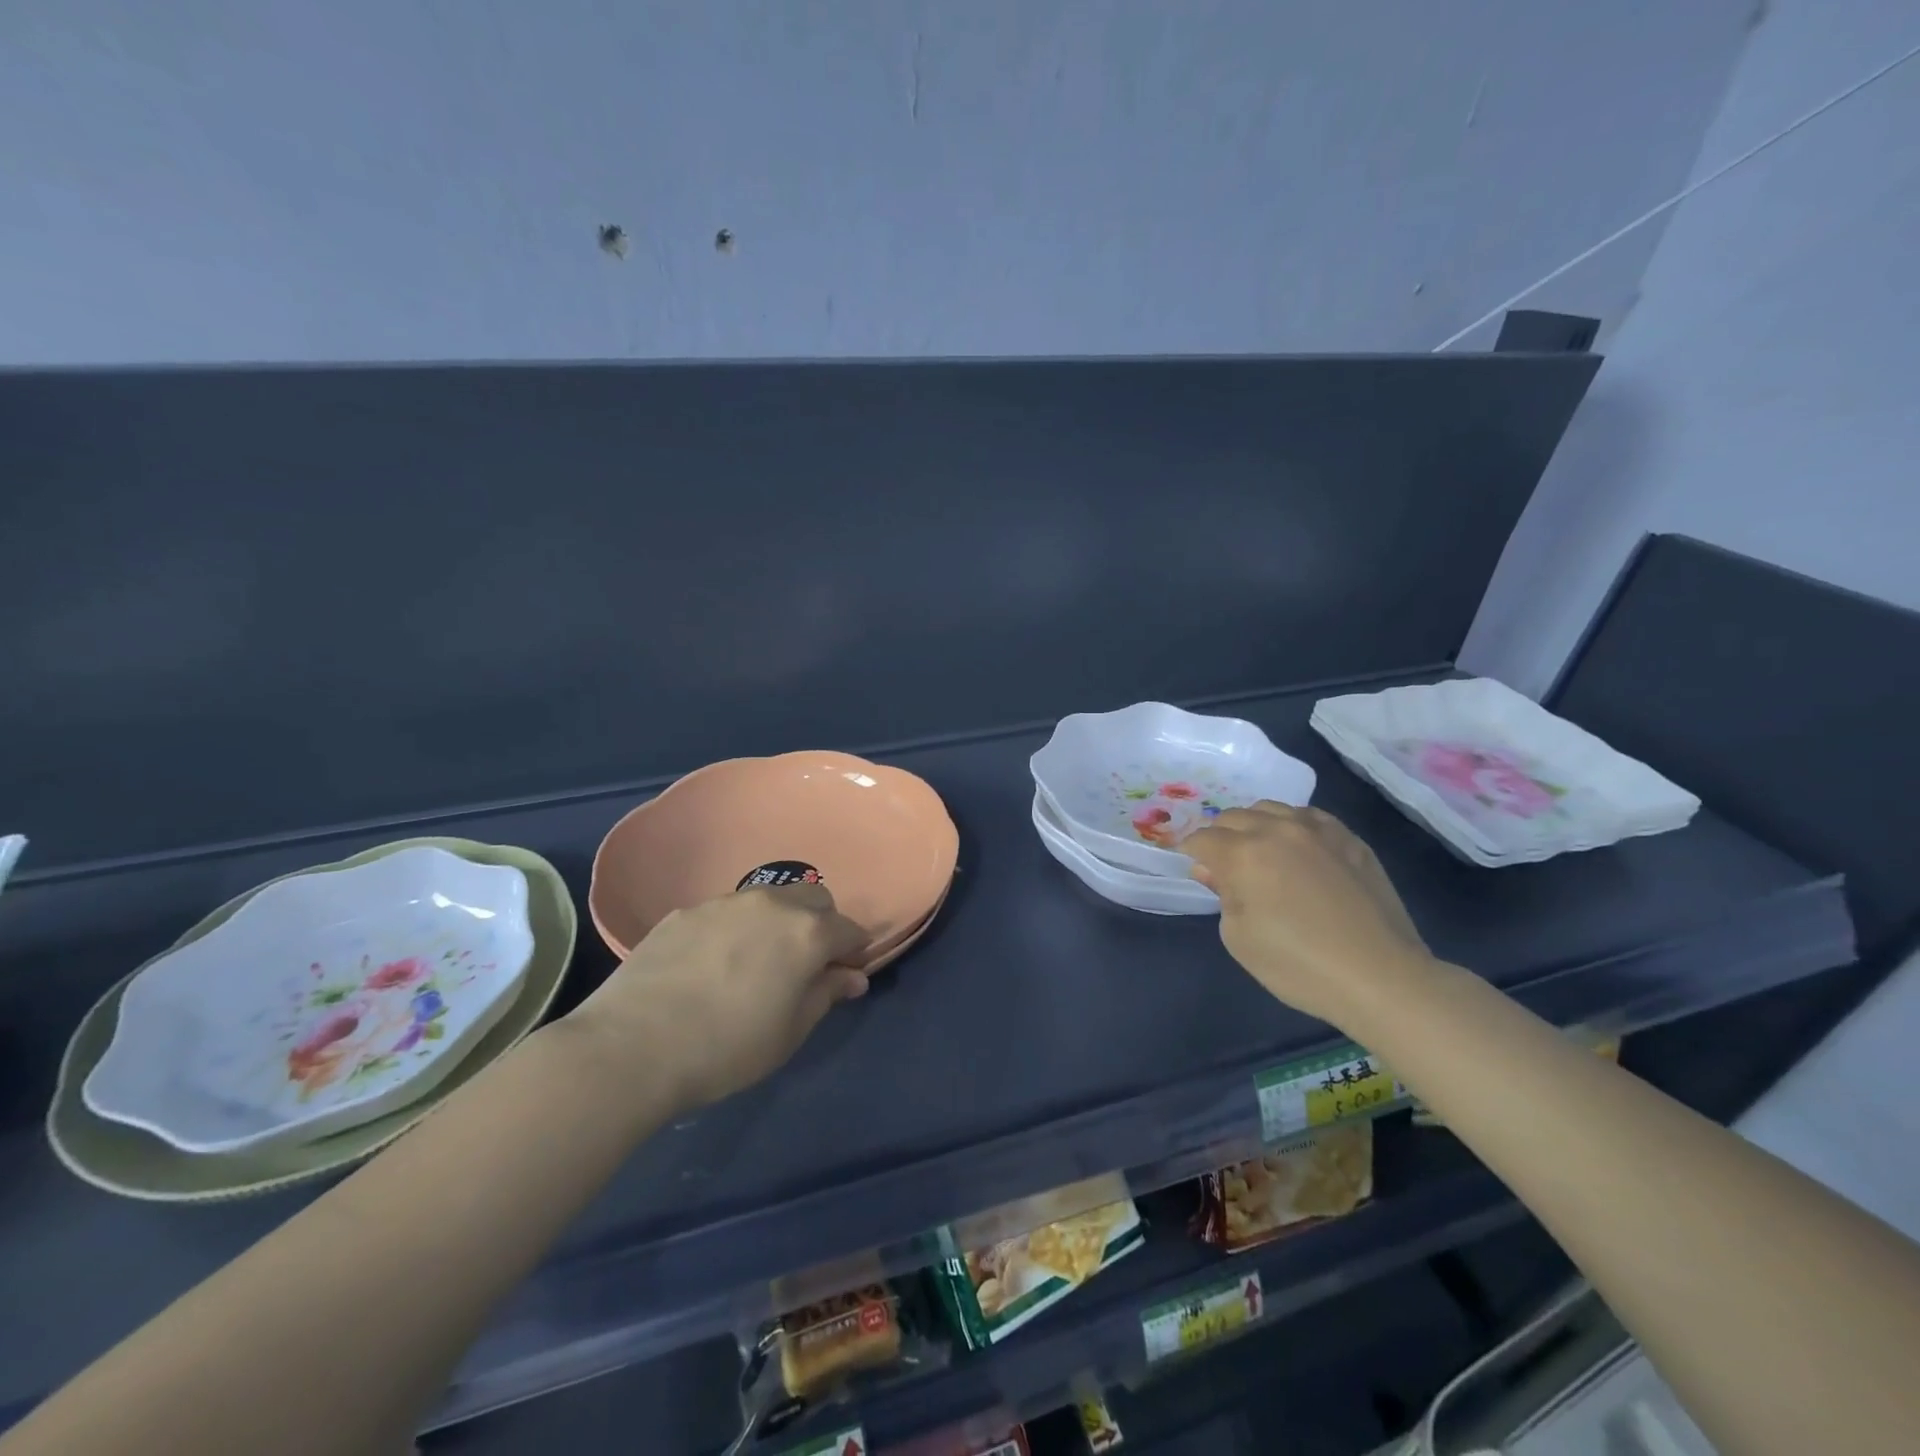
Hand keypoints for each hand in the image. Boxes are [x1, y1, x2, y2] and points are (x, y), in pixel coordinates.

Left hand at [566, 883, 869, 1108]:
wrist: (632, 1046)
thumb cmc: (727, 1047)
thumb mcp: (790, 1032)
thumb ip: (826, 994)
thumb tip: (852, 976)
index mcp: (807, 933)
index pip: (849, 929)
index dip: (854, 951)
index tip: (846, 974)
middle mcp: (771, 904)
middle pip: (813, 898)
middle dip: (821, 924)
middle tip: (806, 964)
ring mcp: (724, 902)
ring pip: (768, 900)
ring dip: (777, 921)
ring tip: (756, 961)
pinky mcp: (685, 912)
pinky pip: (726, 912)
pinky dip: (735, 929)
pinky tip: (712, 964)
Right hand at [1181, 802, 1436, 1029]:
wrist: (1381, 977)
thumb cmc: (1299, 965)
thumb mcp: (1239, 938)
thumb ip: (1221, 894)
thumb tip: (1214, 870)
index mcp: (1243, 854)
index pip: (1201, 839)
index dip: (1191, 854)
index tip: (1196, 872)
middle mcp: (1276, 830)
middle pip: (1232, 817)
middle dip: (1220, 838)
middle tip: (1226, 868)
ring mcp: (1317, 829)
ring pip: (1269, 808)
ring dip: (1255, 826)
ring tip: (1262, 854)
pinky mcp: (1348, 838)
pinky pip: (1307, 816)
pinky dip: (1291, 826)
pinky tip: (1298, 850)